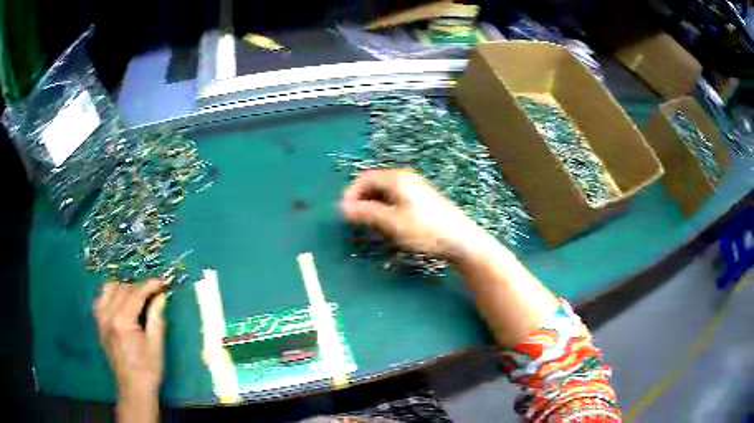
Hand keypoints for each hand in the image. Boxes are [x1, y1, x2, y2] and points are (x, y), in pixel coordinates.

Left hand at [95, 279, 166, 398]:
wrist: (134, 388)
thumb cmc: (148, 369)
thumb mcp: (156, 344)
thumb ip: (156, 317)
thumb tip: (160, 296)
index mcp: (122, 322)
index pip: (135, 294)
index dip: (150, 286)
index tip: (162, 282)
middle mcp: (107, 316)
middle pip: (122, 289)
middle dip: (139, 287)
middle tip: (154, 292)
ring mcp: (100, 319)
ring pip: (109, 289)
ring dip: (124, 288)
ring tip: (137, 296)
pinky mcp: (99, 324)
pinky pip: (102, 299)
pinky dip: (112, 295)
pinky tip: (121, 302)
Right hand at [341, 169, 483, 257]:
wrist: (460, 239)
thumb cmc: (424, 230)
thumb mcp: (391, 223)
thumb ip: (366, 213)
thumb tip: (343, 208)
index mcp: (397, 178)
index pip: (365, 178)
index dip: (351, 194)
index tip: (344, 213)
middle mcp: (405, 178)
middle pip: (375, 183)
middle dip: (361, 199)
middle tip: (355, 220)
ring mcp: (415, 187)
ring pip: (385, 192)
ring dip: (373, 205)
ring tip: (370, 223)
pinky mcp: (422, 198)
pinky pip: (396, 197)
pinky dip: (385, 207)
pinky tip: (388, 223)